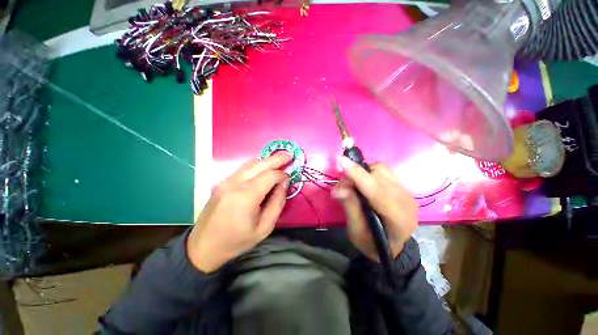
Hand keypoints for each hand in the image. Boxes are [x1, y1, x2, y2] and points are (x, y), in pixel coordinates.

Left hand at [187, 152, 291, 272]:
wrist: (203, 246)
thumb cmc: (237, 240)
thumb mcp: (264, 227)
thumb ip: (277, 203)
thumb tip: (284, 183)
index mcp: (246, 197)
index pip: (269, 176)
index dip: (282, 174)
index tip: (289, 178)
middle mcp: (235, 184)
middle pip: (259, 164)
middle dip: (276, 158)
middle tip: (290, 154)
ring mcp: (226, 181)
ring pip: (250, 163)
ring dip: (266, 160)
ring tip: (279, 159)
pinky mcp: (222, 182)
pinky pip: (243, 169)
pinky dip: (256, 166)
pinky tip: (264, 168)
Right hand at [332, 157, 417, 261]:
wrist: (392, 247)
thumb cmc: (372, 243)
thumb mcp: (356, 232)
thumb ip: (350, 208)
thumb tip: (338, 188)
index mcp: (398, 218)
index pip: (378, 191)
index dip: (359, 175)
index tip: (342, 162)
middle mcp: (406, 201)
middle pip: (378, 176)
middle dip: (355, 175)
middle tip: (341, 186)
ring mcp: (406, 192)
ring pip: (381, 170)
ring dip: (363, 172)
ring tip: (352, 185)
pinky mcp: (402, 187)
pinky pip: (383, 172)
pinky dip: (369, 173)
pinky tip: (363, 184)